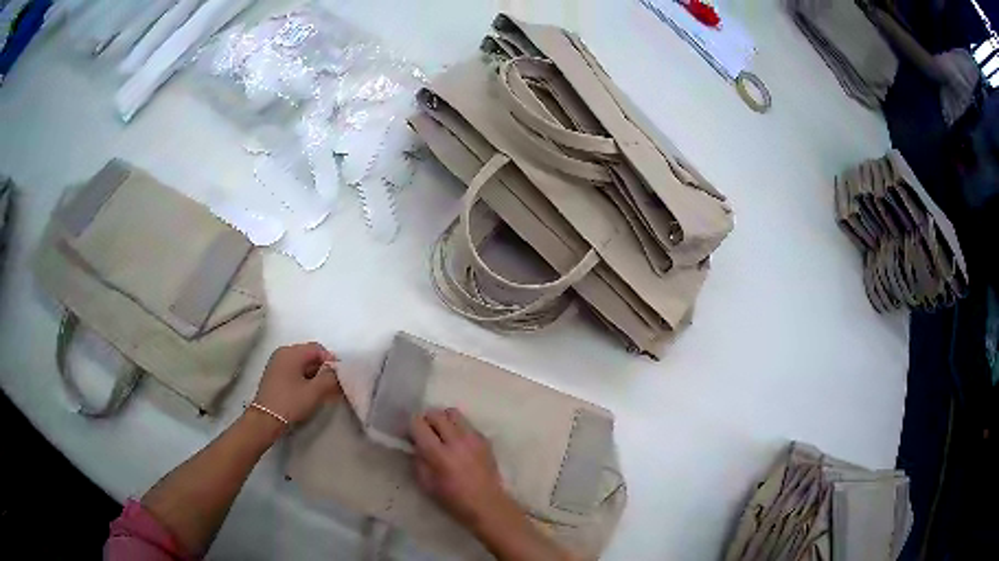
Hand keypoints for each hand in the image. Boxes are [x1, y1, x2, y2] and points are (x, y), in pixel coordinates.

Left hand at [252, 342, 340, 425]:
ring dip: (315, 376)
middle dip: (323, 369)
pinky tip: (311, 393)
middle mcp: (283, 353)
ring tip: (325, 392)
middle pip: (309, 355)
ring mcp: (277, 364)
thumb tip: (335, 370)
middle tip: (334, 385)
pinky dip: (305, 379)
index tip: (339, 377)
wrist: (266, 419)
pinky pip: (294, 371)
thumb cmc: (291, 402)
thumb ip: (330, 377)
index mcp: (291, 352)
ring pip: (302, 365)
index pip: (317, 349)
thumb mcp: (315, 391)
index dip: (331, 361)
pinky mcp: (274, 375)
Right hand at [410, 408, 520, 529]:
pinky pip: (467, 424)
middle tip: (426, 433)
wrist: (487, 504)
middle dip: (427, 420)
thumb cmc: (453, 499)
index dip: (412, 426)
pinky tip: (459, 444)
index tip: (411, 435)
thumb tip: (415, 443)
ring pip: (452, 412)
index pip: (418, 423)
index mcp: (438, 453)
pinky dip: (459, 428)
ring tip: (443, 434)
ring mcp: (473, 437)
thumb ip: (418, 459)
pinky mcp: (484, 439)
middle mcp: (456, 440)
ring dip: (444, 420)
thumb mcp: (426, 483)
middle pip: (435, 413)